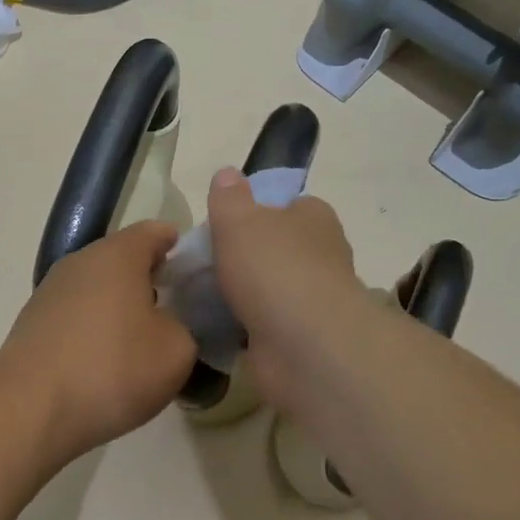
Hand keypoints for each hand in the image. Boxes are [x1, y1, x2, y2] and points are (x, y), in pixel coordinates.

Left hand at [0, 221, 197, 466]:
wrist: (29, 410)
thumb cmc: (112, 368)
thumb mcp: (176, 351)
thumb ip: (185, 327)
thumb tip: (170, 325)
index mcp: (117, 255)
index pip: (154, 232)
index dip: (178, 247)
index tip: (195, 271)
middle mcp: (79, 262)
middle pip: (122, 259)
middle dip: (149, 279)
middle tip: (176, 309)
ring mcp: (50, 293)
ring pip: (96, 289)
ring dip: (119, 307)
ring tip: (141, 341)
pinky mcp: (32, 325)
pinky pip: (76, 316)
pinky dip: (94, 330)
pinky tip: (105, 362)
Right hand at [205, 168, 367, 413]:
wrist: (304, 345)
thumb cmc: (273, 269)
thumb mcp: (239, 220)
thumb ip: (229, 197)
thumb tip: (228, 174)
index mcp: (314, 218)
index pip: (288, 205)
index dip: (258, 211)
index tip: (224, 226)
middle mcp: (321, 256)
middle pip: (277, 248)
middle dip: (245, 257)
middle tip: (203, 264)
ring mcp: (313, 300)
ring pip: (270, 290)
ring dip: (243, 296)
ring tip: (198, 298)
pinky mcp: (301, 339)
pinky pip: (264, 326)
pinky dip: (243, 328)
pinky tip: (214, 328)